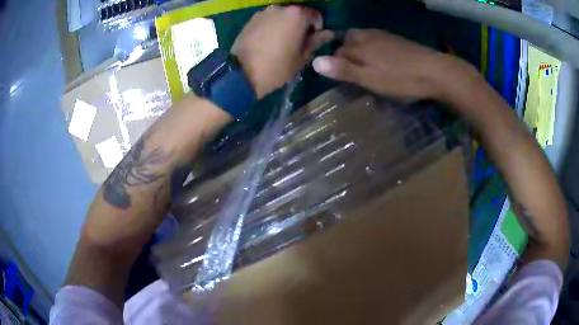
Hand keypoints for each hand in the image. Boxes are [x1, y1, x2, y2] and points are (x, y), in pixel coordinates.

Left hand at [232, 5, 333, 98]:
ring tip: (282, 43)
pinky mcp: (251, 20)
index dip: (318, 28)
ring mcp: (263, 12)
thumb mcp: (301, 57)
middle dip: (301, 26)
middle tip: (298, 43)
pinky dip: (272, 27)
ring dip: (286, 26)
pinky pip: (268, 20)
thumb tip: (329, 34)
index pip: (316, 15)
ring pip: (282, 17)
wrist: (240, 74)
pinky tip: (268, 42)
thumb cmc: (276, 67)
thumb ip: (316, 41)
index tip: (313, 42)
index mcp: (296, 14)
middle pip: (298, 14)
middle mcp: (280, 8)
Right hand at [312, 29, 471, 101]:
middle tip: (353, 72)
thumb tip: (314, 61)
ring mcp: (383, 36)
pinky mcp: (396, 39)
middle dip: (346, 53)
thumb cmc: (401, 79)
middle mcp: (368, 36)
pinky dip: (373, 48)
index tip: (342, 79)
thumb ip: (344, 69)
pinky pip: (376, 40)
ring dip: (359, 50)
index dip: (336, 65)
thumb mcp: (370, 79)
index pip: (337, 52)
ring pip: (362, 39)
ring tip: (365, 66)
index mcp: (359, 45)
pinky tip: (382, 59)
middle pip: (348, 41)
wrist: (435, 71)